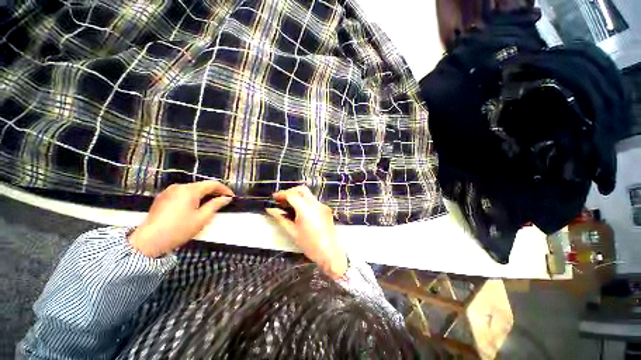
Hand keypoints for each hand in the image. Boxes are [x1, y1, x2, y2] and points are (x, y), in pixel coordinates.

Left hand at [128, 181, 233, 257]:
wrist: (148, 242)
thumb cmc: (179, 229)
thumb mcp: (201, 218)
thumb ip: (215, 205)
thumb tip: (227, 198)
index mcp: (190, 190)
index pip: (212, 184)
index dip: (224, 189)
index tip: (232, 197)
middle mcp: (179, 187)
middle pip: (202, 185)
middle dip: (214, 192)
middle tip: (223, 201)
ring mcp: (169, 191)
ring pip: (192, 189)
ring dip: (204, 195)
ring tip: (211, 204)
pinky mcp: (162, 198)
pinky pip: (182, 194)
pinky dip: (192, 197)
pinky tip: (195, 206)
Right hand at [266, 186, 346, 278]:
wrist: (329, 252)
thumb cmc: (309, 245)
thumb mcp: (292, 231)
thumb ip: (281, 218)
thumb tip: (271, 210)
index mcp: (306, 209)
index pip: (292, 195)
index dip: (281, 194)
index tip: (274, 198)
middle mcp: (316, 204)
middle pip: (302, 190)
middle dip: (290, 191)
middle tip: (282, 199)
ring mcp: (322, 206)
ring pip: (308, 194)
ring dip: (298, 195)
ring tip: (289, 205)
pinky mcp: (326, 209)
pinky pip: (313, 200)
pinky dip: (305, 201)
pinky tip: (300, 211)